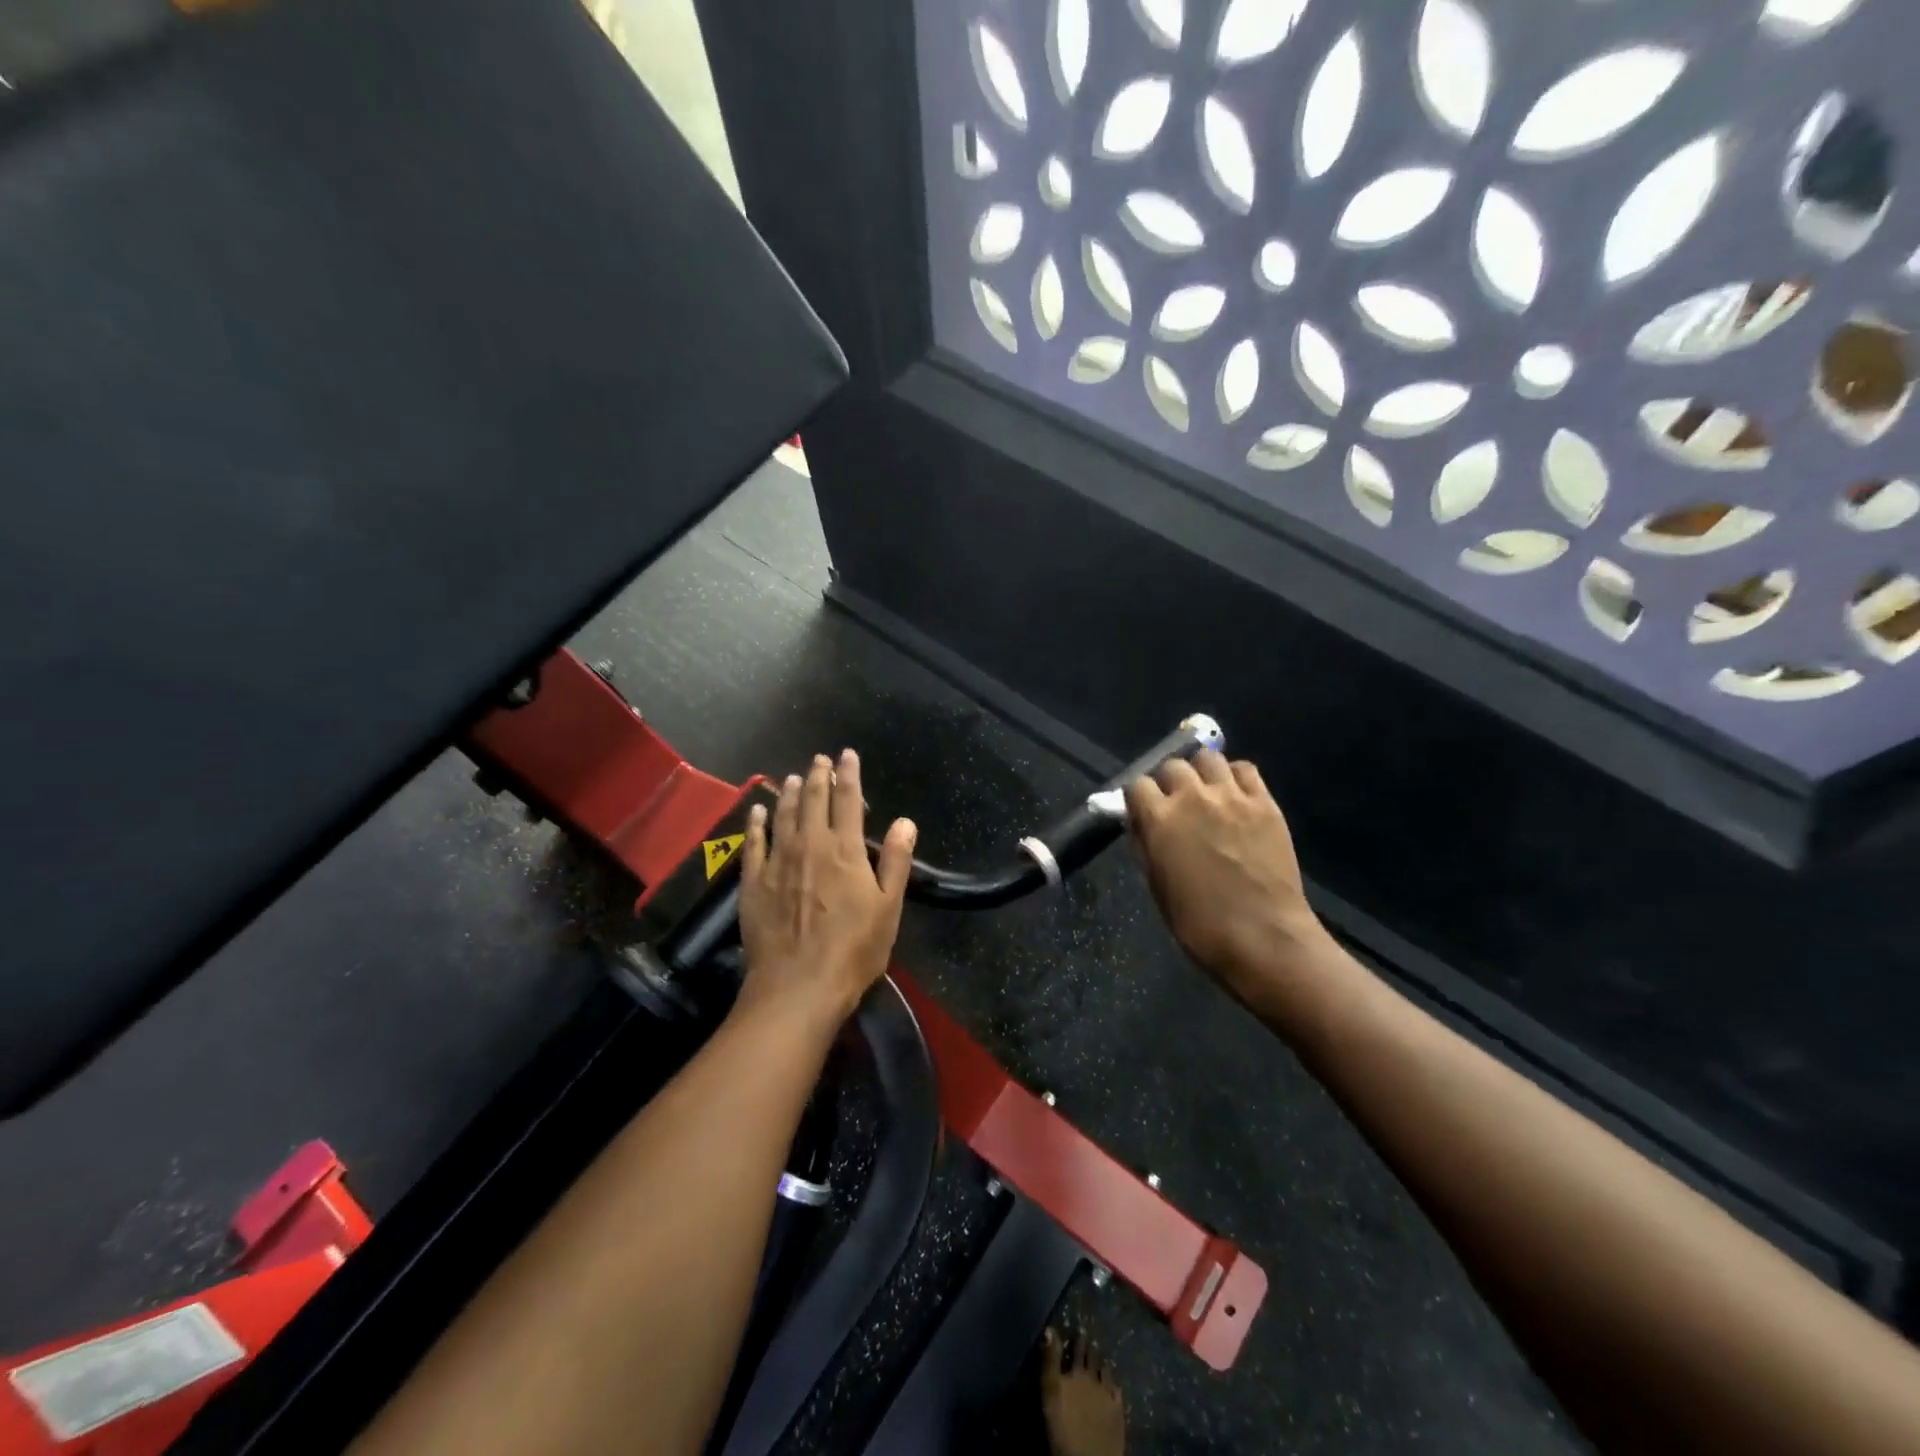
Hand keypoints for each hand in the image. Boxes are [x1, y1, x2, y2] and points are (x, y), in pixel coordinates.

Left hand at [738, 749, 916, 1026]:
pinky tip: (757, 810)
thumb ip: (895, 861)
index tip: (847, 755)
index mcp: (845, 850)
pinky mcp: (753, 881)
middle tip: (819, 759)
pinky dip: (756, 822)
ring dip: (790, 793)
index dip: (849, 774)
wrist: (798, 986)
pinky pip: (753, 842)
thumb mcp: (888, 907)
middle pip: (814, 801)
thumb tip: (904, 821)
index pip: (848, 800)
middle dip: (818, 776)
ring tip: (794, 777)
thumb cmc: (853, 950)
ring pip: (783, 815)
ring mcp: (778, 861)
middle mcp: (809, 845)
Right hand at [1126, 751, 1331, 1007]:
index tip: (1143, 811)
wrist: (1263, 938)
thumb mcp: (1157, 885)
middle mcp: (1192, 797)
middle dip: (1169, 782)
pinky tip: (1235, 796)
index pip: (1137, 784)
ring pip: (1208, 758)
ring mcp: (1232, 796)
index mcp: (1160, 819)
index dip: (1138, 797)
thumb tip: (1139, 822)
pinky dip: (1235, 777)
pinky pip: (1245, 770)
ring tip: (1206, 792)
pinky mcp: (1265, 803)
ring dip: (1201, 772)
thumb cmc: (1199, 923)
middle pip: (1172, 766)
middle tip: (1176, 804)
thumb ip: (1145, 845)